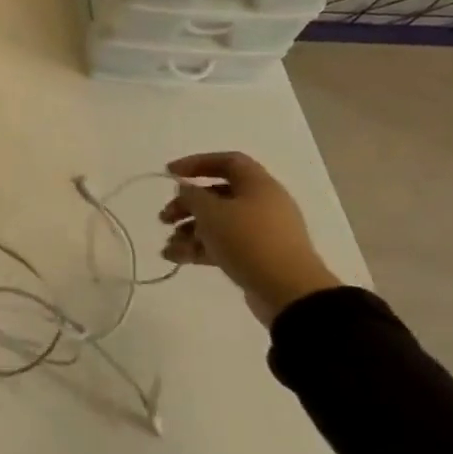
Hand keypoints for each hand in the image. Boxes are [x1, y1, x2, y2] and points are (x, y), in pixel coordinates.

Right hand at [160, 152, 341, 327]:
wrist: (288, 291)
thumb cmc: (248, 240)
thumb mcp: (211, 212)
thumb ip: (192, 195)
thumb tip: (187, 189)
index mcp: (258, 185)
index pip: (227, 161)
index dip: (196, 163)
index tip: (169, 174)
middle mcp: (262, 204)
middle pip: (217, 194)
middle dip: (186, 205)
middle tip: (164, 218)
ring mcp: (261, 232)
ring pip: (218, 222)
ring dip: (189, 231)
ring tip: (169, 247)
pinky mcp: (257, 255)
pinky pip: (224, 244)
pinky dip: (200, 248)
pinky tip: (176, 258)